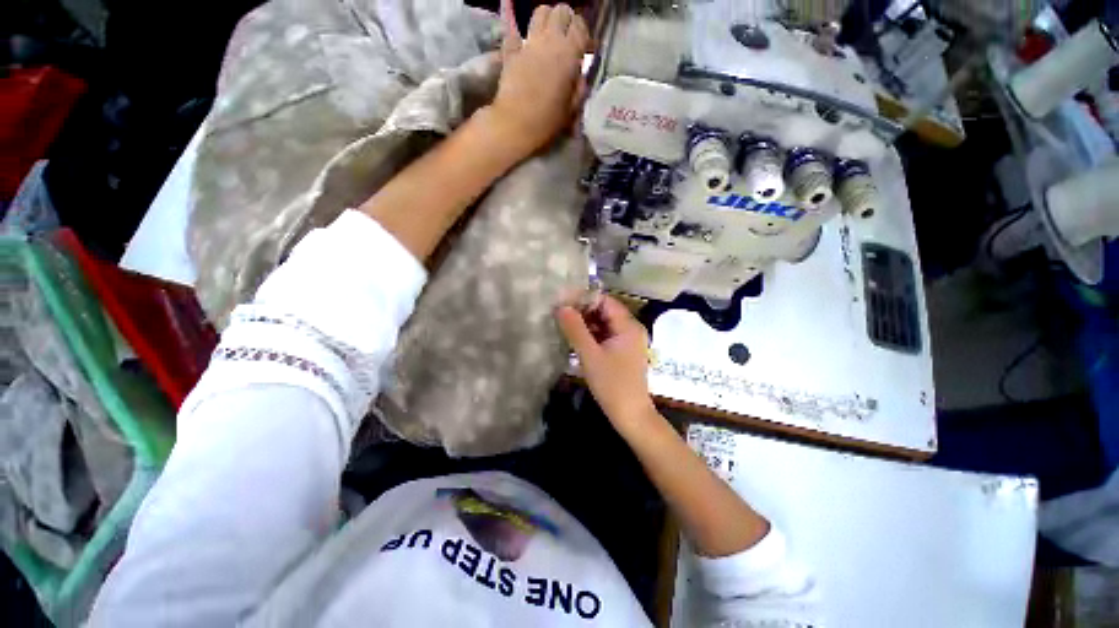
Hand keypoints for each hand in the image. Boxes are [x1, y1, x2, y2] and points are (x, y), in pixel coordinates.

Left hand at [488, 3, 589, 154]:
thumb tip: (579, 78)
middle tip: (568, 40)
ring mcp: (528, 43)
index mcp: (569, 53)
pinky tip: (524, 54)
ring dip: (546, 21)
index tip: (585, 51)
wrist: (515, 125)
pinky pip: (516, 36)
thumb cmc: (547, 121)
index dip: (584, 35)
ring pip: (540, 13)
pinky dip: (520, 41)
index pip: (580, 26)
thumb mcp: (571, 110)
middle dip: (566, 21)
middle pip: (561, 11)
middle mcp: (550, 41)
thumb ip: (578, 89)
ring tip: (548, 40)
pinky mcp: (510, 52)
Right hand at [556, 296, 656, 430]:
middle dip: (583, 311)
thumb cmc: (612, 384)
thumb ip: (575, 330)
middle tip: (560, 315)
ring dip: (586, 324)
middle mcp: (632, 329)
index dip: (584, 299)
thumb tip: (561, 307)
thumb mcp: (590, 355)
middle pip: (605, 311)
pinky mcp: (624, 352)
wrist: (631, 415)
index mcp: (628, 326)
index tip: (563, 303)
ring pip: (605, 324)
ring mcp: (629, 341)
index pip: (605, 301)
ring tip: (565, 326)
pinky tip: (577, 340)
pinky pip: (607, 336)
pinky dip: (593, 335)